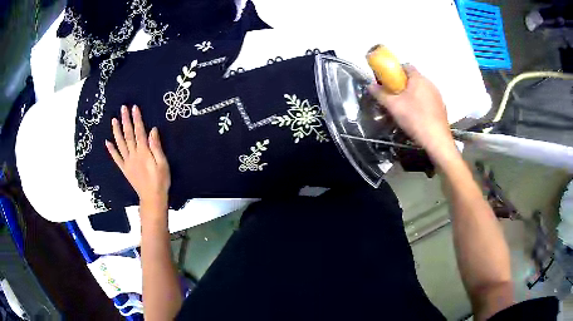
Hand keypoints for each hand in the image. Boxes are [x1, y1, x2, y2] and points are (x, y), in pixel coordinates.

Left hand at [105, 105, 169, 215]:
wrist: (152, 198)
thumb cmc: (160, 180)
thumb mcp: (163, 163)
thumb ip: (156, 147)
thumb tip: (152, 130)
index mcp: (144, 152)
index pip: (139, 131)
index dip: (137, 119)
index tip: (134, 107)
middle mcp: (133, 155)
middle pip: (128, 135)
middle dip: (125, 120)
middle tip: (123, 108)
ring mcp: (127, 162)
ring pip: (120, 144)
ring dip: (116, 131)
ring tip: (113, 120)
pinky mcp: (124, 169)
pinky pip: (116, 158)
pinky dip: (111, 150)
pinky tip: (107, 142)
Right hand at [368, 65, 457, 165]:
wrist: (436, 139)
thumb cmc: (415, 118)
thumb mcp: (393, 106)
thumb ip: (381, 94)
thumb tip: (370, 85)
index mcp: (418, 78)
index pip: (406, 66)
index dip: (395, 71)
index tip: (388, 81)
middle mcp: (430, 83)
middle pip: (414, 78)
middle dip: (403, 84)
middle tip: (394, 96)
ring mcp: (437, 95)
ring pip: (421, 89)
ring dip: (413, 94)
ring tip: (405, 107)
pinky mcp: (441, 107)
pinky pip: (428, 99)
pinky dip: (421, 103)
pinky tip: (417, 115)